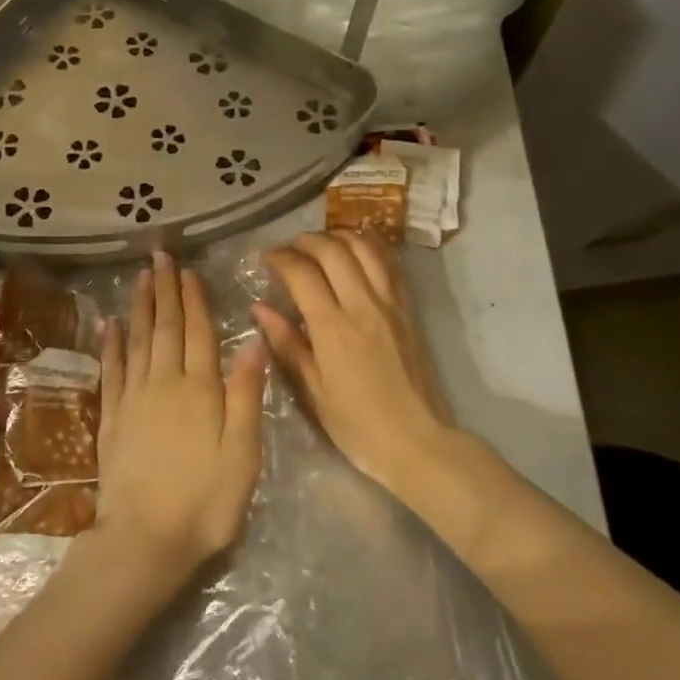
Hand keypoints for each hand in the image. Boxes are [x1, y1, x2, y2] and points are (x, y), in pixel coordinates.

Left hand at [95, 252, 265, 583]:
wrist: (144, 540)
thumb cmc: (205, 500)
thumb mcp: (242, 453)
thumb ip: (246, 394)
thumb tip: (252, 341)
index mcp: (199, 389)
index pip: (198, 332)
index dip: (193, 299)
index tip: (187, 270)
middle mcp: (163, 383)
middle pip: (165, 327)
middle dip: (164, 290)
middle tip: (159, 256)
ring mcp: (133, 399)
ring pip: (137, 341)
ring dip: (140, 307)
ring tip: (140, 278)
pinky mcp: (112, 418)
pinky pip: (111, 370)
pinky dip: (111, 344)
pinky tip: (111, 324)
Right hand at [254, 231, 453, 491]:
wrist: (419, 442)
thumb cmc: (358, 426)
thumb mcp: (313, 392)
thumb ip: (287, 345)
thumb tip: (260, 308)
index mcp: (333, 328)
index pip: (302, 273)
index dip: (280, 258)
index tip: (265, 258)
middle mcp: (362, 306)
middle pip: (333, 250)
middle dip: (306, 240)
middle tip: (289, 248)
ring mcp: (390, 304)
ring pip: (365, 248)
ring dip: (339, 236)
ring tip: (320, 243)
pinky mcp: (408, 310)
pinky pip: (389, 264)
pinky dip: (370, 247)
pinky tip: (356, 249)